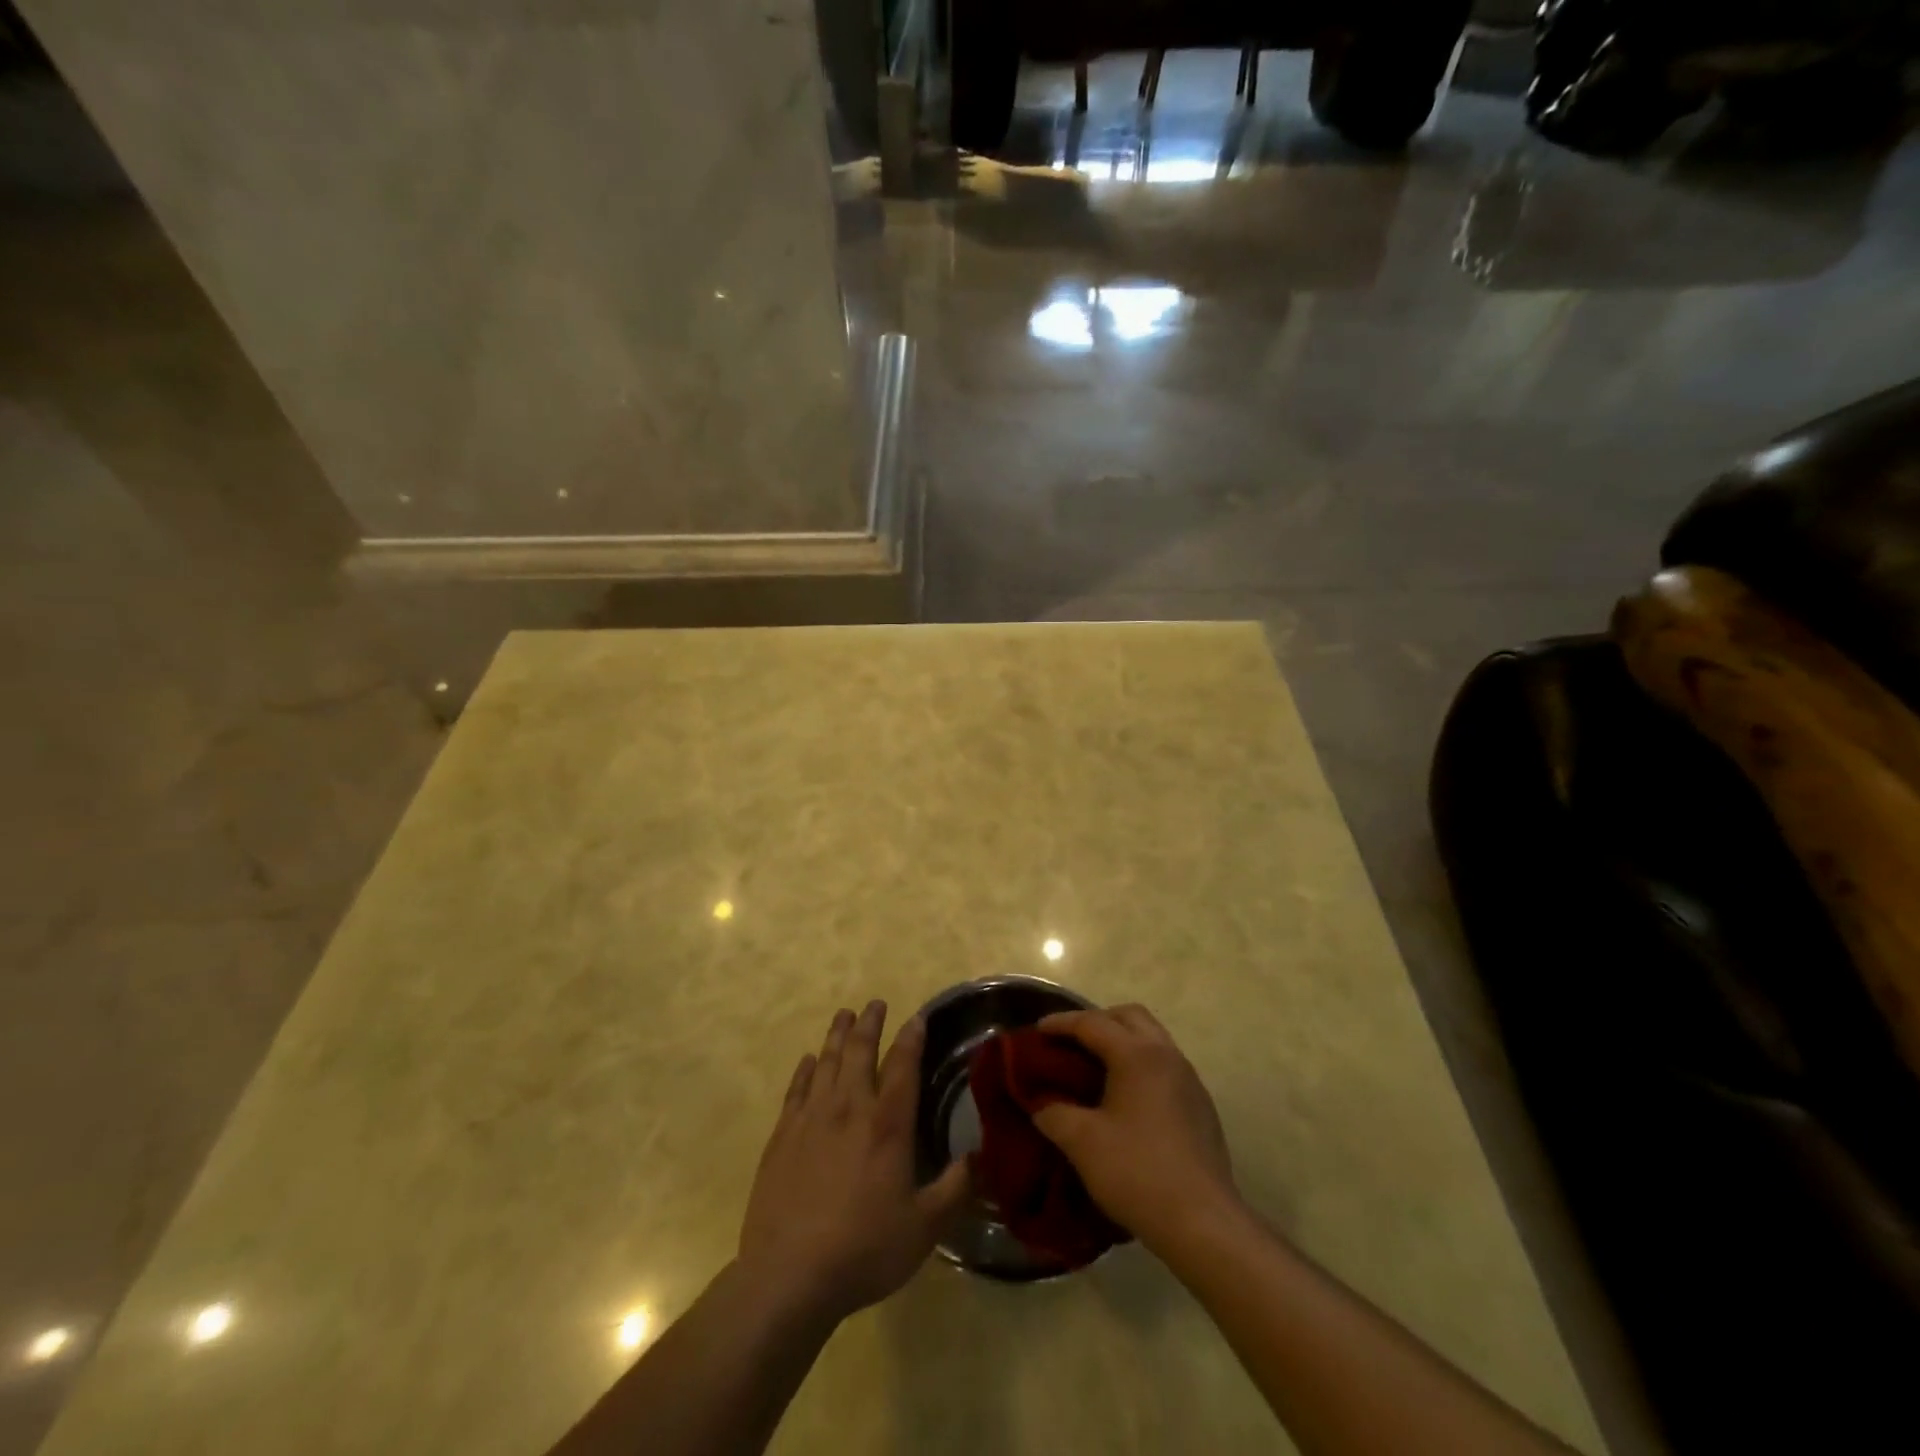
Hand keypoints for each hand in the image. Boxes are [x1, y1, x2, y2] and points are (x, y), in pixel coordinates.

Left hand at [738, 1001, 969, 1322]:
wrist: (789, 1276)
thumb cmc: (864, 1249)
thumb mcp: (925, 1227)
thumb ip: (956, 1188)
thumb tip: (981, 1156)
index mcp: (887, 1124)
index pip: (903, 1066)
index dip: (911, 1038)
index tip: (917, 1017)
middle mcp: (849, 1108)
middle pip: (859, 1051)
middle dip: (870, 1023)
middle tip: (875, 1003)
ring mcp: (811, 1119)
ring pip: (826, 1062)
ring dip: (837, 1035)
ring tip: (844, 1015)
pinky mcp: (782, 1137)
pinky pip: (796, 1089)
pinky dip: (804, 1070)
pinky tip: (807, 1061)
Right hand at [1030, 1004, 1238, 1251]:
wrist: (1203, 1223)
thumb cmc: (1137, 1173)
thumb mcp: (1082, 1143)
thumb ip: (1053, 1114)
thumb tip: (1039, 1104)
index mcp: (1137, 1054)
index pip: (1092, 1023)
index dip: (1061, 1023)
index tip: (1036, 1031)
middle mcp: (1166, 1055)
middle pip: (1129, 1016)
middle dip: (1097, 1021)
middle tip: (1070, 1042)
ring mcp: (1189, 1079)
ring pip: (1152, 1037)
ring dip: (1122, 1041)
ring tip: (1096, 1066)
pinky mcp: (1201, 1104)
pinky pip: (1165, 1064)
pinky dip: (1141, 1064)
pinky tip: (1127, 1097)